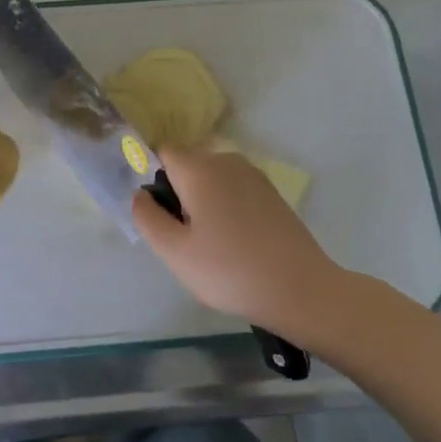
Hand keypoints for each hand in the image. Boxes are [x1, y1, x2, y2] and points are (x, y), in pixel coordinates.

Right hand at [132, 146, 345, 342]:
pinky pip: (234, 189)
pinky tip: (235, 243)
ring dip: (202, 202)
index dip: (152, 178)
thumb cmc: (230, 270)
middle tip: (184, 239)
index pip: (163, 152)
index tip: (158, 214)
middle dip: (178, 193)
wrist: (301, 289)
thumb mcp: (175, 252)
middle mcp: (226, 161)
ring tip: (210, 245)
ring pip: (211, 178)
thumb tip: (139, 194)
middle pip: (188, 165)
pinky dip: (226, 207)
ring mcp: (253, 175)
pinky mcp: (271, 193)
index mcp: (199, 168)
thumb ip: (148, 218)